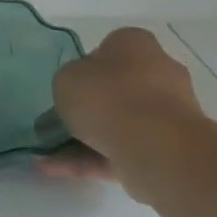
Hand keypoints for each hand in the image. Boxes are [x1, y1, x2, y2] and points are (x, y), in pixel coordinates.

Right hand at [39, 27, 203, 202]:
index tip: (68, 87)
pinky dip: (92, 161)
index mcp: (136, 45)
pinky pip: (122, 151)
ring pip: (118, 125)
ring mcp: (168, 114)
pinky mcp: (168, 150)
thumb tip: (79, 95)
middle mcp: (159, 74)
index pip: (109, 49)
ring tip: (47, 157)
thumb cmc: (108, 97)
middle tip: (56, 123)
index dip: (85, 68)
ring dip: (83, 140)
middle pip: (117, 89)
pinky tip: (57, 170)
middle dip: (88, 109)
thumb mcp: (66, 78)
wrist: (156, 146)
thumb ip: (69, 82)